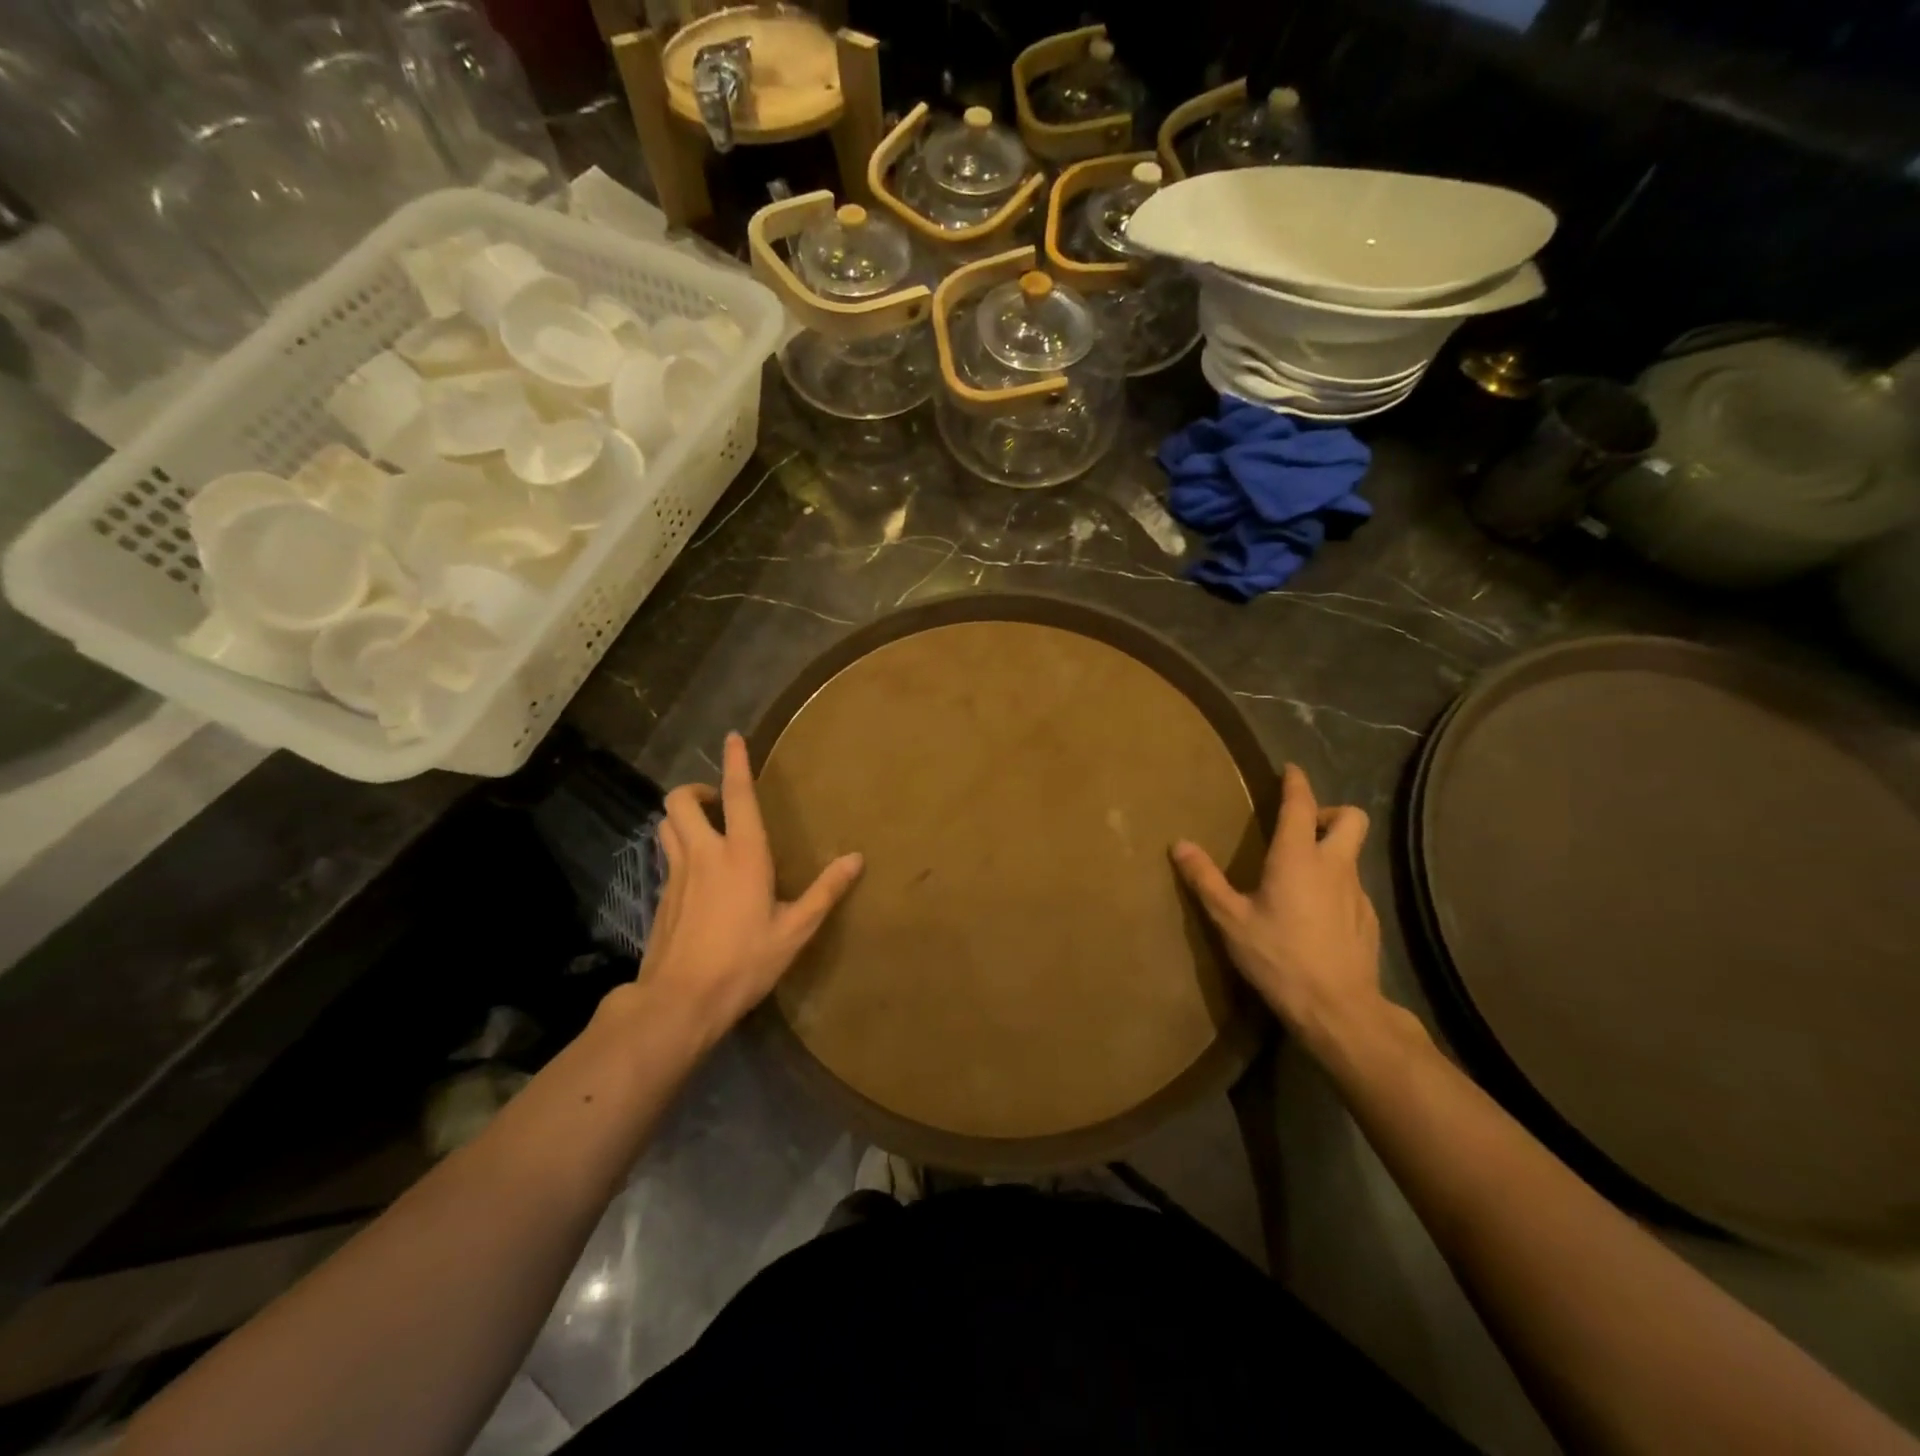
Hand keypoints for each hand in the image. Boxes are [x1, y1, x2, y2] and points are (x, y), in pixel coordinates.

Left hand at [636, 731, 863, 1036]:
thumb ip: (825, 891)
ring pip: (666, 825)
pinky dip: (677, 848)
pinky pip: (665, 856)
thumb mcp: (795, 930)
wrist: (680, 1001)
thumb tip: (856, 859)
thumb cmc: (745, 962)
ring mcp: (676, 875)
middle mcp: (704, 854)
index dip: (735, 762)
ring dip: (682, 816)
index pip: (736, 795)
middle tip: (716, 802)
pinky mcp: (661, 896)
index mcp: (742, 855)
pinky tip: (696, 874)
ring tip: (705, 829)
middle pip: (680, 801)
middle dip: (696, 790)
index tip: (733, 737)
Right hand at [1172, 764, 1384, 1054]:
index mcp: (1298, 857)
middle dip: (1329, 811)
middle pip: (1351, 818)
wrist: (1337, 1008)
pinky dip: (1335, 885)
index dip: (1296, 782)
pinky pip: (1352, 886)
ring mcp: (1357, 893)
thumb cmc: (1278, 957)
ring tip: (1299, 874)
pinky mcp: (1368, 919)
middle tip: (1301, 827)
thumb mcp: (1230, 919)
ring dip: (1331, 850)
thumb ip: (1205, 879)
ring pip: (1352, 854)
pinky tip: (1314, 914)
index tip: (1290, 769)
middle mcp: (1334, 866)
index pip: (1301, 804)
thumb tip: (1179, 844)